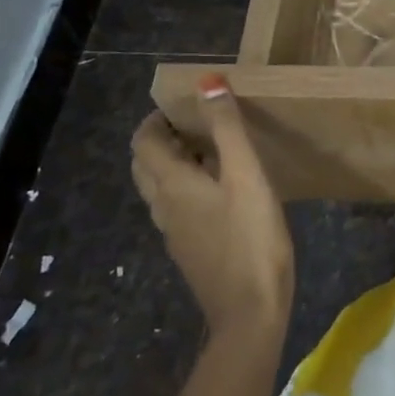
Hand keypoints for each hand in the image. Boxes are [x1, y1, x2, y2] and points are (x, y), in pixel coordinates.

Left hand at [131, 76, 293, 339]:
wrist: (250, 313)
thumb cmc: (251, 238)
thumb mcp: (246, 175)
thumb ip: (227, 128)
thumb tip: (207, 82)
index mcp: (172, 185)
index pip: (143, 142)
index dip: (155, 119)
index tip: (184, 104)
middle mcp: (164, 207)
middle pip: (145, 165)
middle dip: (161, 139)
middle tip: (197, 124)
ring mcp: (175, 234)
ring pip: (159, 189)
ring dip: (174, 164)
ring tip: (210, 151)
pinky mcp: (190, 251)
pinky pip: (176, 209)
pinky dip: (186, 188)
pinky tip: (221, 191)